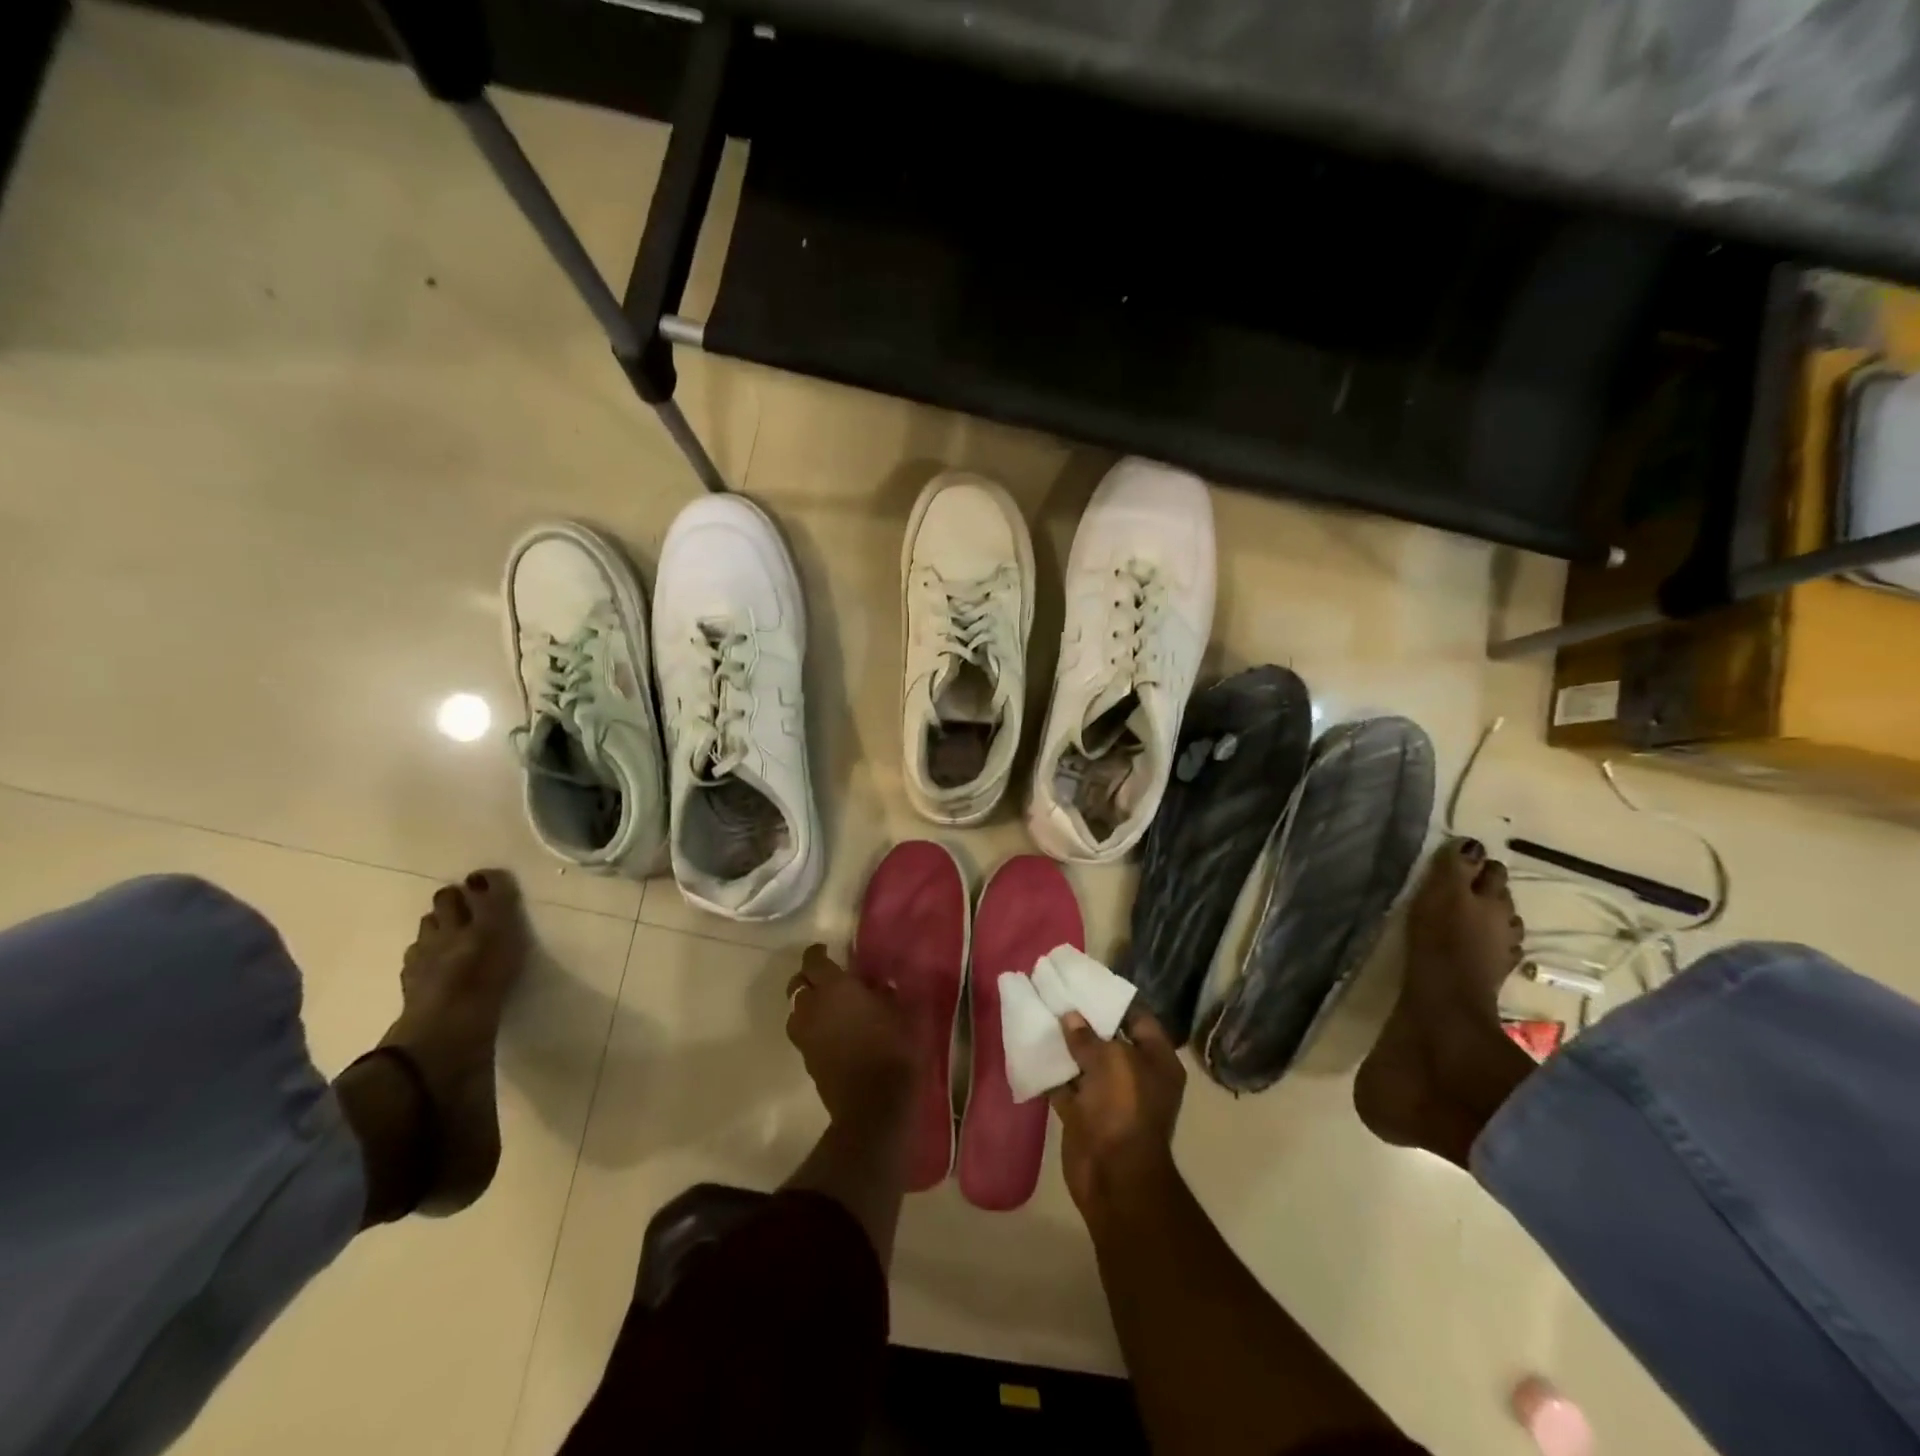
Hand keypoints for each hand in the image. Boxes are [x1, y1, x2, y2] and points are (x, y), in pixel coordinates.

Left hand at [785, 944, 915, 1124]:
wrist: (874, 1105)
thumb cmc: (893, 1049)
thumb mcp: (901, 1012)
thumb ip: (885, 994)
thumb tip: (877, 985)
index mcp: (834, 987)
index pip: (813, 961)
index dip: (817, 953)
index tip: (826, 950)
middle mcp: (812, 1007)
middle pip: (796, 984)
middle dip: (807, 977)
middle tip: (825, 978)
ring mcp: (805, 1036)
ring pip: (795, 1010)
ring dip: (806, 1004)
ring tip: (826, 1006)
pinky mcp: (806, 1060)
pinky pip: (803, 1033)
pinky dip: (811, 1026)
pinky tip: (831, 1031)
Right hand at [1049, 1006, 1185, 1216]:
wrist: (1113, 1176)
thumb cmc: (1124, 1108)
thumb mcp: (1110, 1061)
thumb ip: (1087, 1036)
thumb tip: (1070, 1016)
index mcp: (1157, 1061)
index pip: (1138, 1019)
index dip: (1114, 999)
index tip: (1087, 981)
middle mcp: (1136, 1075)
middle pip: (1109, 1039)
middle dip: (1084, 1020)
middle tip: (1057, 993)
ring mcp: (1109, 1096)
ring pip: (1084, 1062)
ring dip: (1064, 1044)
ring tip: (1040, 1012)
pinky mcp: (1084, 1113)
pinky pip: (1066, 1085)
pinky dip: (1050, 1071)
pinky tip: (1030, 1047)